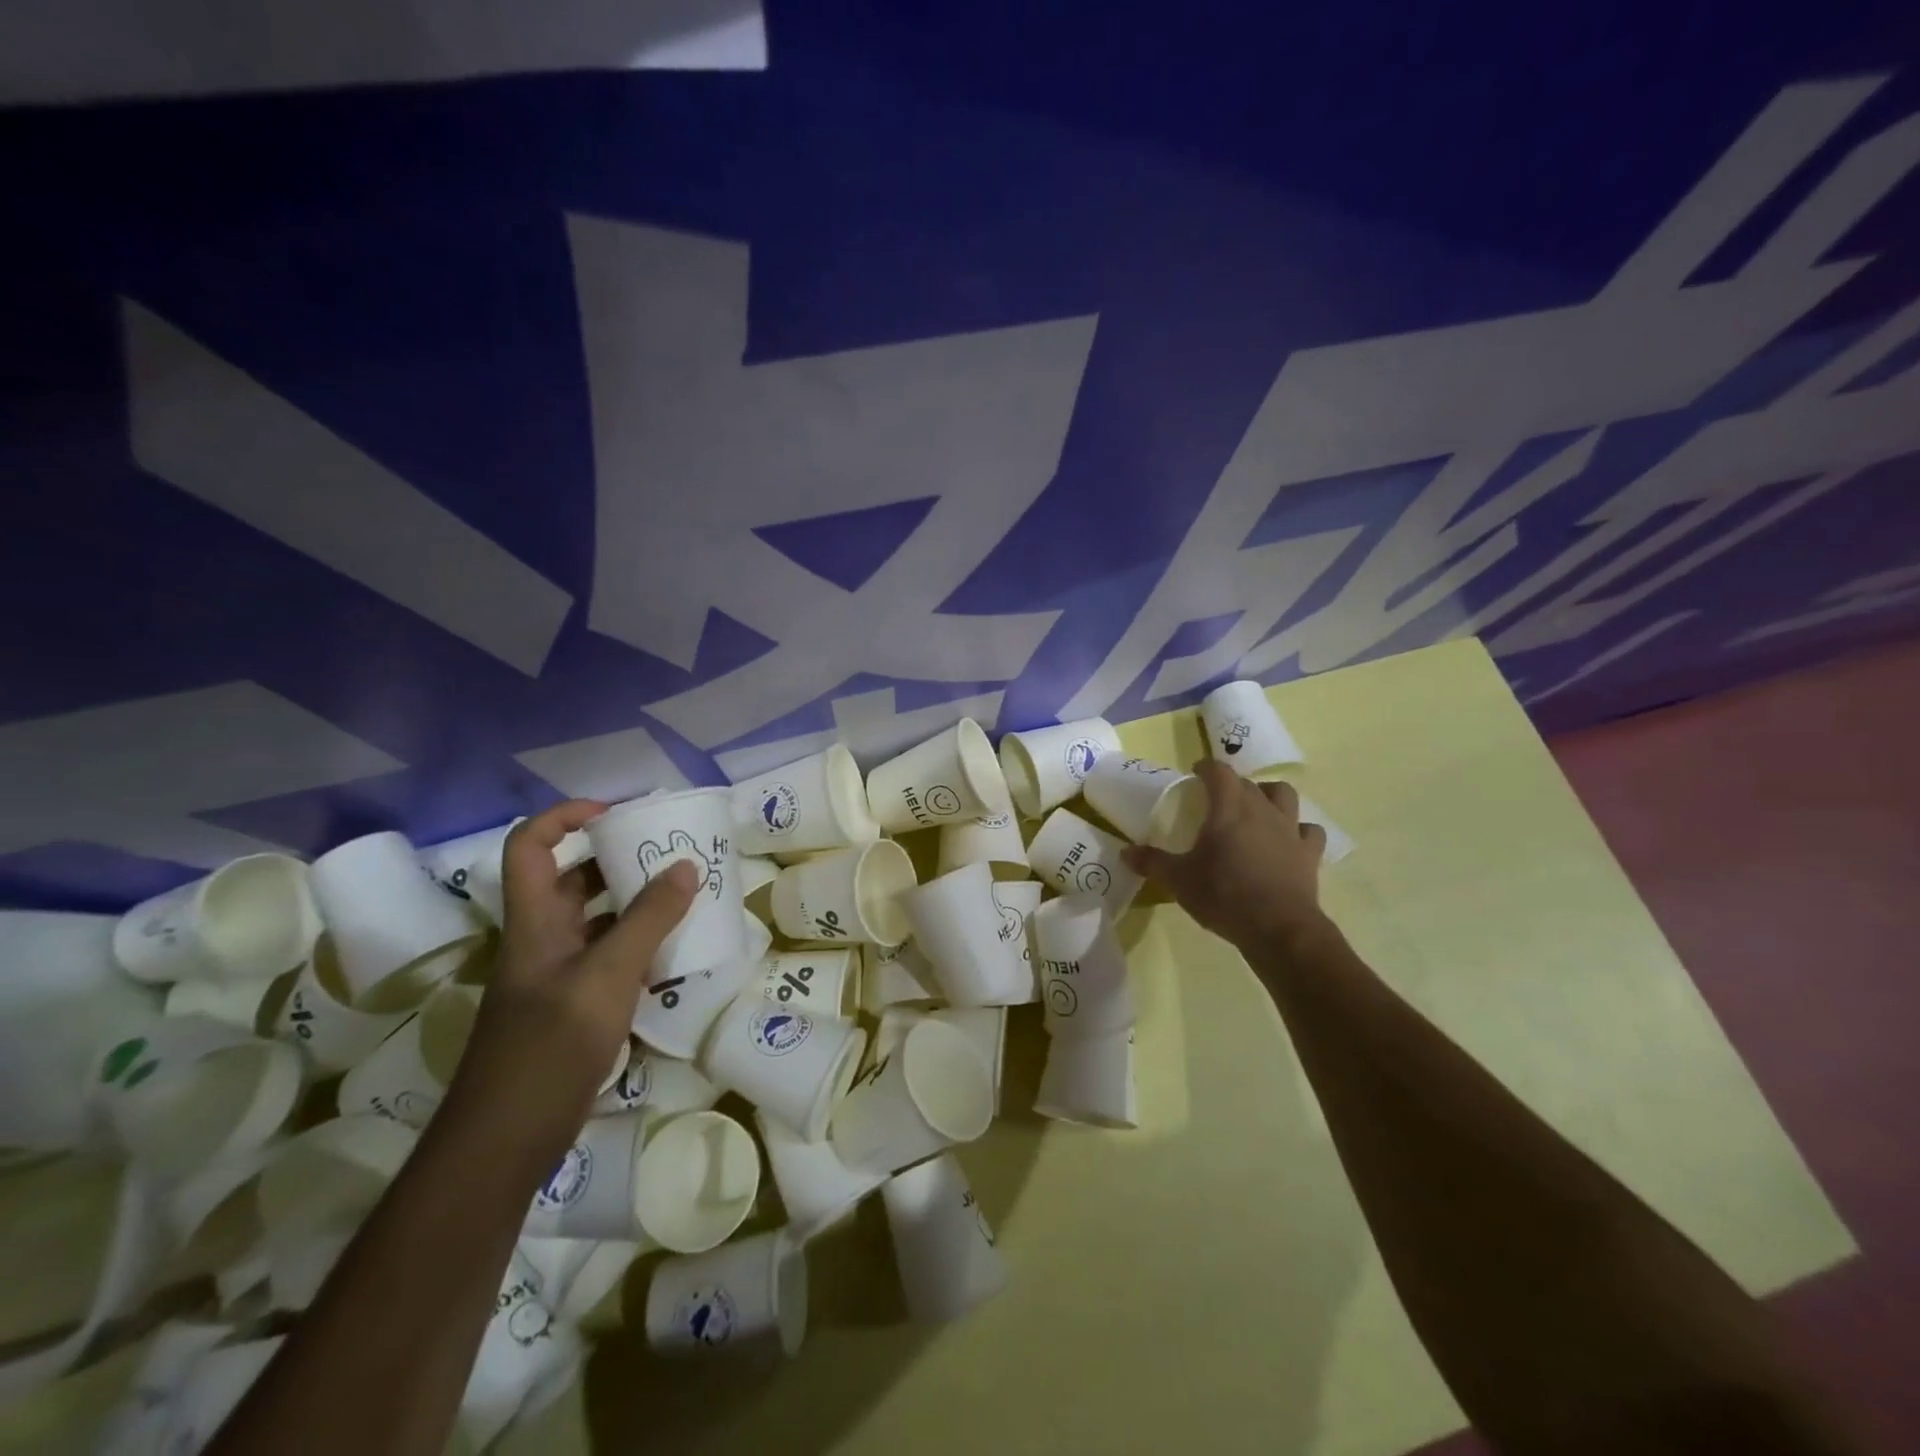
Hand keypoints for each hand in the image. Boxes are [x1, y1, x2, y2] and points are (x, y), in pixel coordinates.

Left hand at [444, 800, 696, 1170]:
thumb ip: (649, 918)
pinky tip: (678, 951)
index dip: (566, 816)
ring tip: (688, 894)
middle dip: (620, 858)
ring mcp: (559, 974)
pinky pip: (611, 957)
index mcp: (536, 919)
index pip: (532, 845)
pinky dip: (642, 945)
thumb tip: (686, 865)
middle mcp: (544, 938)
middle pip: (574, 879)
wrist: (506, 1139)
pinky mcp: (575, 1005)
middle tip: (671, 852)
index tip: (617, 814)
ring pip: (598, 920)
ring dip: (637, 903)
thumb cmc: (550, 1044)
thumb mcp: (608, 974)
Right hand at [1123, 760, 1330, 954]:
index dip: (1206, 767)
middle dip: (1232, 785)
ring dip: (1269, 795)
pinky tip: (1289, 839)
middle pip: (1247, 783)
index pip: (1218, 772)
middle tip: (1217, 799)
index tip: (1196, 773)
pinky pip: (1309, 830)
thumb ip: (1152, 862)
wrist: (1278, 928)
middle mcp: (1261, 810)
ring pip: (1283, 795)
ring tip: (1257, 808)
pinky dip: (1299, 830)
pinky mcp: (1309, 853)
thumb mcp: (1179, 881)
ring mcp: (1289, 829)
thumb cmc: (1224, 896)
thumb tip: (1125, 852)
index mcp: (1228, 808)